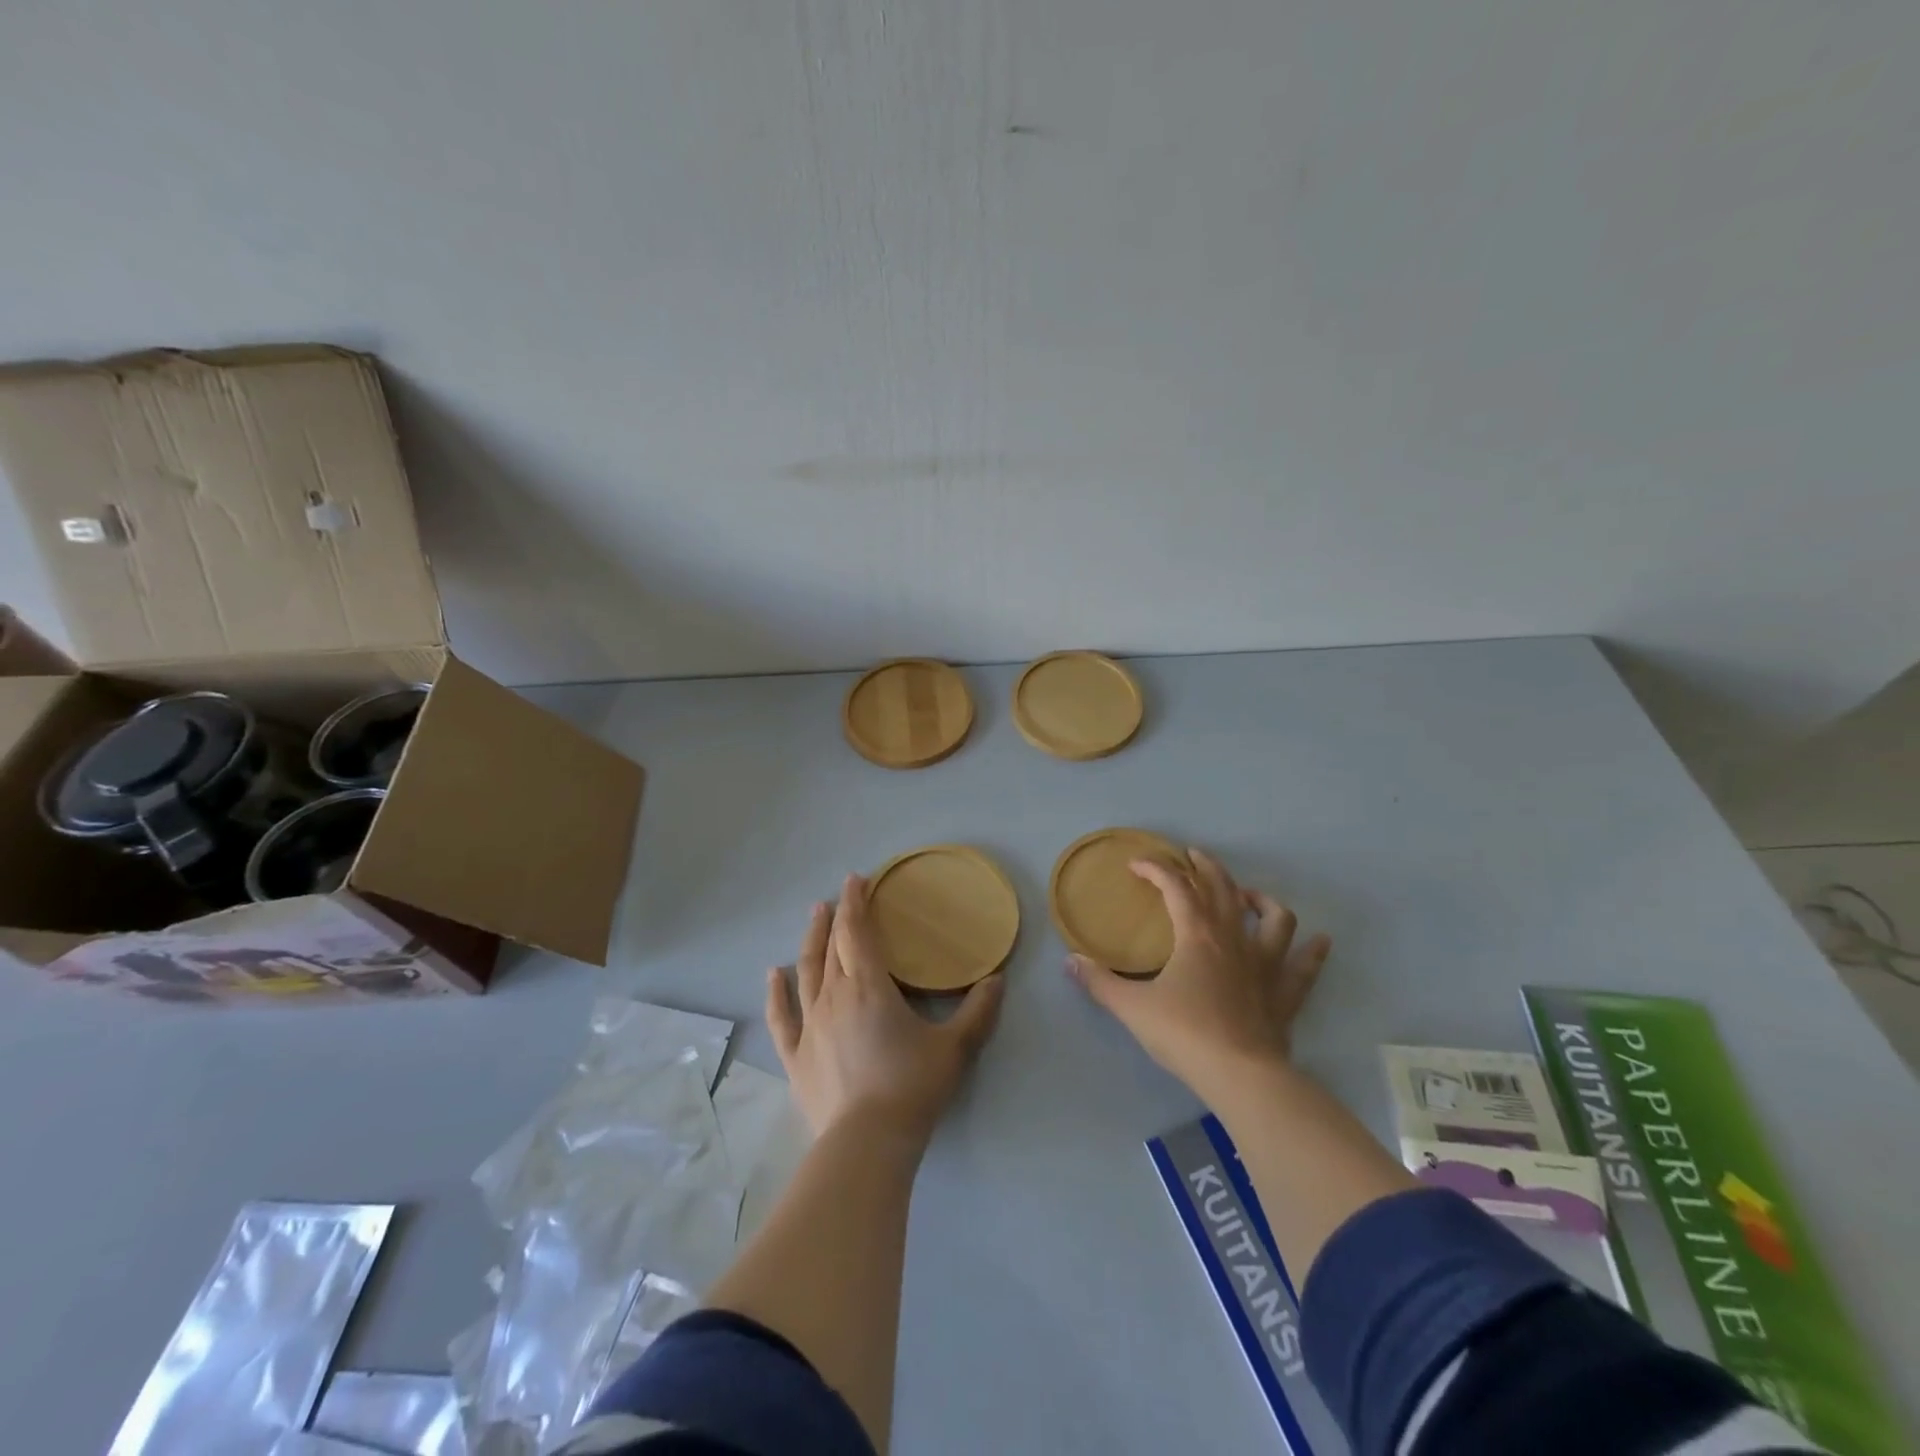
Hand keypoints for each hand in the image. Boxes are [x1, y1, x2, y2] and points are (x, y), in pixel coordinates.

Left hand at [767, 874, 1004, 1149]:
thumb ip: (978, 1011)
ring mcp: (810, 1025)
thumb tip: (998, 979)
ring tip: (813, 917)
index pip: (858, 931)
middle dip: (836, 917)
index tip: (856, 879)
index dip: (856, 902)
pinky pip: (783, 1016)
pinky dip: (777, 992)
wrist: (868, 1142)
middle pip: (832, 946)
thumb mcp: (956, 1048)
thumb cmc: (912, 1086)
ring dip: (810, 941)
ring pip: (807, 972)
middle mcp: (834, 996)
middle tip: (839, 896)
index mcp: (869, 987)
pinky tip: (773, 974)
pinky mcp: (796, 1056)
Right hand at [1065, 847, 1329, 1102]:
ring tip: (1249, 896)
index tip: (1137, 864)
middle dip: (1206, 867)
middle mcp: (1233, 940)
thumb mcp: (1132, 1008)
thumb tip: (1070, 962)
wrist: (1241, 1076)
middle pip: (1224, 890)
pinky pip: (1305, 966)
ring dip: (1261, 900)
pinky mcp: (1285, 994)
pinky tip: (1320, 941)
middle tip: (1193, 856)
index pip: (1176, 888)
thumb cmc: (1185, 1035)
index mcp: (1196, 936)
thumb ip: (1100, 983)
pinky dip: (1312, 951)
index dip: (1156, 869)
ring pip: (1274, 918)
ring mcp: (1265, 965)